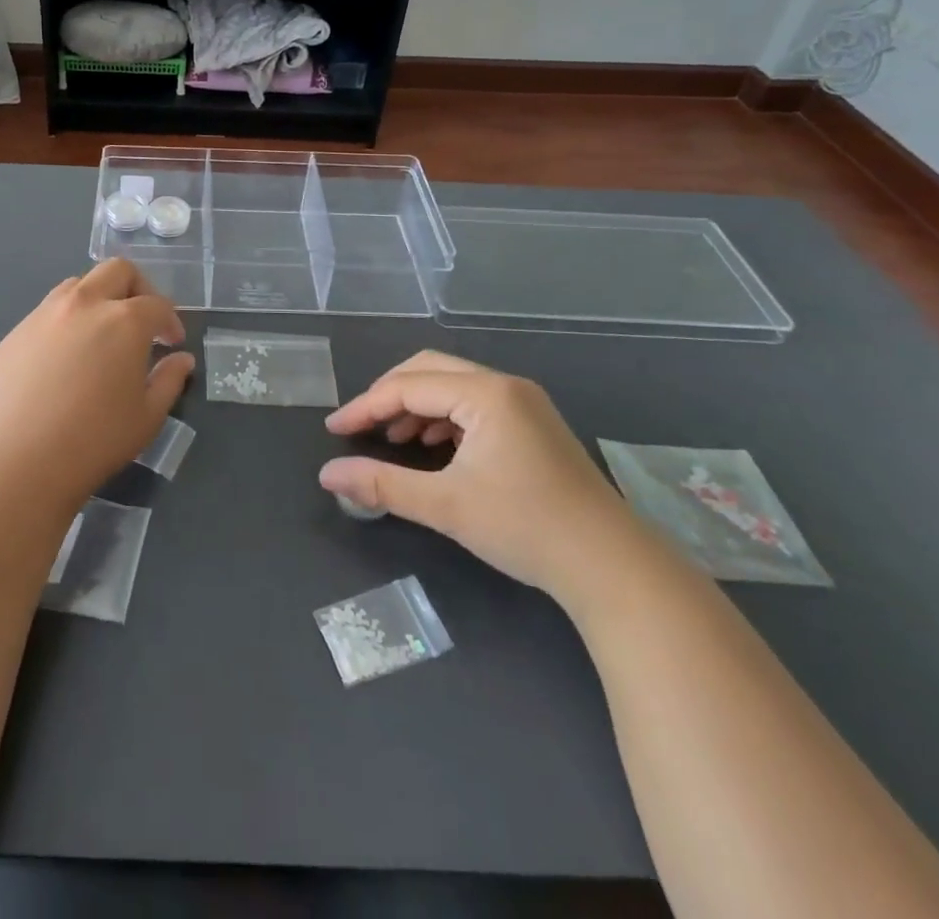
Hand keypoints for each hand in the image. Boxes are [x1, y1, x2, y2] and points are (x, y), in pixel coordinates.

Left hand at [0, 259, 194, 507]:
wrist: (20, 461)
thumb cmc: (96, 440)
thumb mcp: (148, 415)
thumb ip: (170, 380)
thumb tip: (181, 359)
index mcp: (124, 320)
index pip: (157, 303)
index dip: (170, 321)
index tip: (172, 343)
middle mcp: (84, 304)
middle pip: (117, 271)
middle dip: (138, 288)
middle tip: (142, 322)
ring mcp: (45, 314)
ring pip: (78, 284)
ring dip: (99, 298)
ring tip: (102, 334)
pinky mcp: (16, 332)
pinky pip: (48, 311)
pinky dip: (67, 321)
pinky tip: (65, 358)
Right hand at [320, 351, 637, 599]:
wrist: (612, 567)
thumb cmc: (525, 528)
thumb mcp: (445, 506)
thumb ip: (382, 485)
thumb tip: (327, 476)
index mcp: (485, 393)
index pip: (408, 386)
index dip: (365, 407)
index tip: (334, 431)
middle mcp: (505, 386)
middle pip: (429, 370)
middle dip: (389, 396)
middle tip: (361, 427)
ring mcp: (524, 403)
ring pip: (452, 386)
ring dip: (416, 406)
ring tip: (393, 441)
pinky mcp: (534, 425)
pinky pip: (474, 404)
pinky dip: (443, 419)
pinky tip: (433, 448)